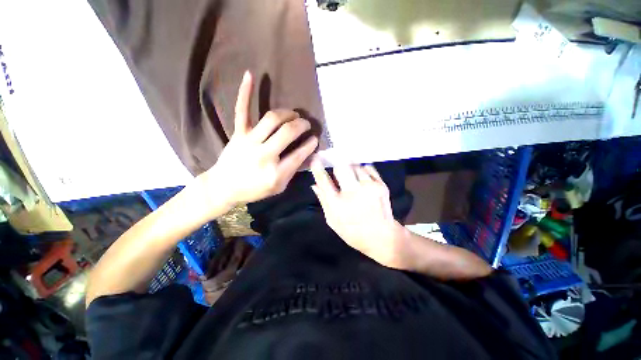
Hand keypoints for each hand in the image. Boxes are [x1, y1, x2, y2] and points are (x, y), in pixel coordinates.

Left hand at [199, 71, 317, 210]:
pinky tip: (250, 74)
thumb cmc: (254, 190)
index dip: (310, 144)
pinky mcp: (238, 134)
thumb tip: (307, 155)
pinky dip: (245, 93)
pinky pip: (242, 111)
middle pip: (288, 132)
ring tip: (294, 114)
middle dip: (302, 125)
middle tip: (307, 124)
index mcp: (276, 172)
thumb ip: (293, 171)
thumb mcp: (279, 187)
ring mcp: (249, 142)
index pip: (299, 154)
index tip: (315, 139)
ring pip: (272, 119)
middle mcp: (264, 155)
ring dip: (287, 113)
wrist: (224, 187)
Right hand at [310, 159, 411, 268]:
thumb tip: (314, 185)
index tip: (316, 159)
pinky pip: (368, 168)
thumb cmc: (353, 231)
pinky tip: (362, 179)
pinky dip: (363, 170)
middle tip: (338, 171)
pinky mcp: (381, 185)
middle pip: (341, 167)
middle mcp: (353, 193)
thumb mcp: (332, 220)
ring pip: (355, 166)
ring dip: (351, 170)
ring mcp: (369, 187)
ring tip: (352, 179)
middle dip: (337, 167)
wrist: (382, 237)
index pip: (324, 180)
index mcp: (338, 204)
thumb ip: (323, 201)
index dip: (317, 168)